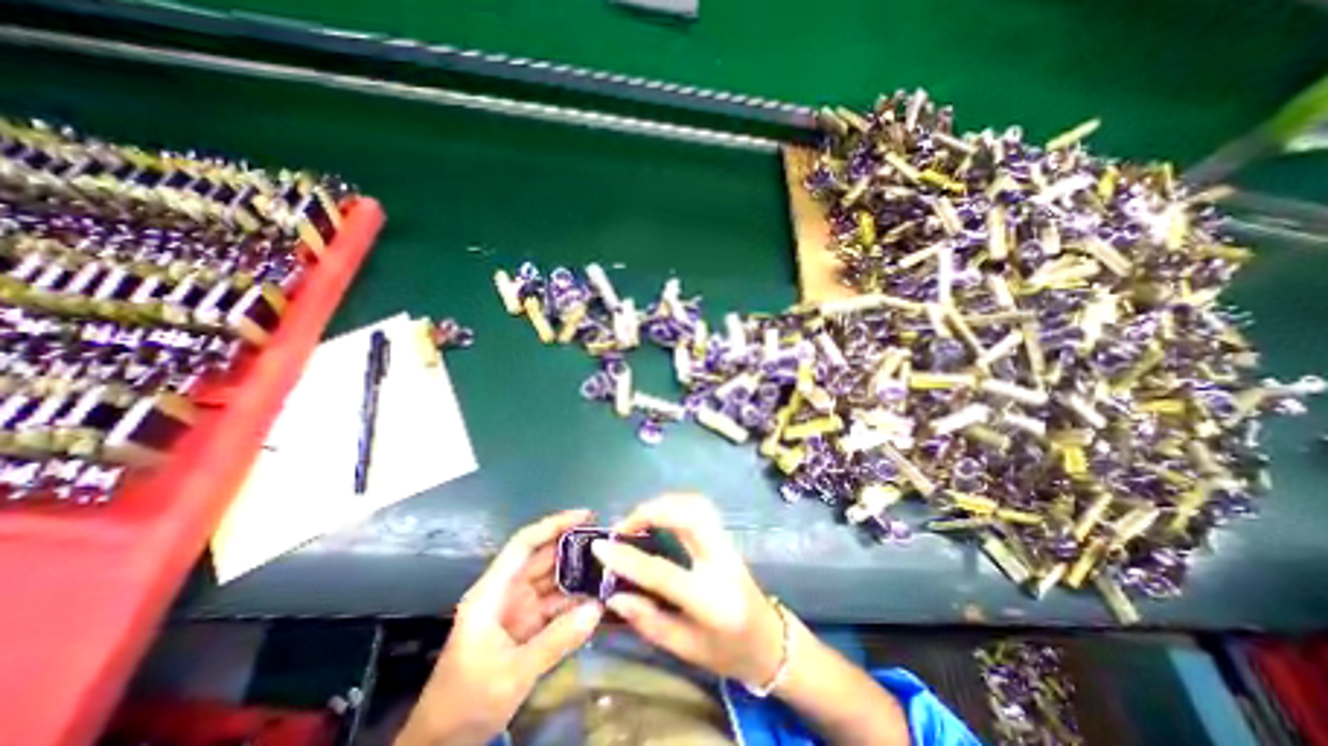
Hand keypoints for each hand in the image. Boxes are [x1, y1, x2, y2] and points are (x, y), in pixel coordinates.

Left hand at [393, 511, 601, 743]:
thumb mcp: (512, 674)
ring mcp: (518, 608)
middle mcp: (506, 591)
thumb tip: (597, 608)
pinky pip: (556, 604)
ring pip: (552, 580)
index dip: (554, 524)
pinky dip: (575, 600)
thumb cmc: (466, 703)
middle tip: (608, 543)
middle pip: (543, 557)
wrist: (441, 745)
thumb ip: (556, 640)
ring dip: (578, 573)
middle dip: (574, 547)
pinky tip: (598, 598)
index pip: (524, 544)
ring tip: (610, 566)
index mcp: (492, 592)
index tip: (586, 515)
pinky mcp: (527, 625)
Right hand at [589, 493, 779, 689]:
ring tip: (638, 518)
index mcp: (710, 600)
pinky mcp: (726, 536)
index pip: (663, 572)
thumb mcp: (685, 649)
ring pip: (697, 505)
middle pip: (689, 518)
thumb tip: (615, 594)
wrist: (769, 641)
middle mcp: (721, 562)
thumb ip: (649, 621)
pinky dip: (676, 503)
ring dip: (664, 504)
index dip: (627, 558)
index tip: (601, 546)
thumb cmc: (727, 652)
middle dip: (652, 512)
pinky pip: (701, 507)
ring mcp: (727, 544)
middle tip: (623, 526)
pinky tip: (660, 514)